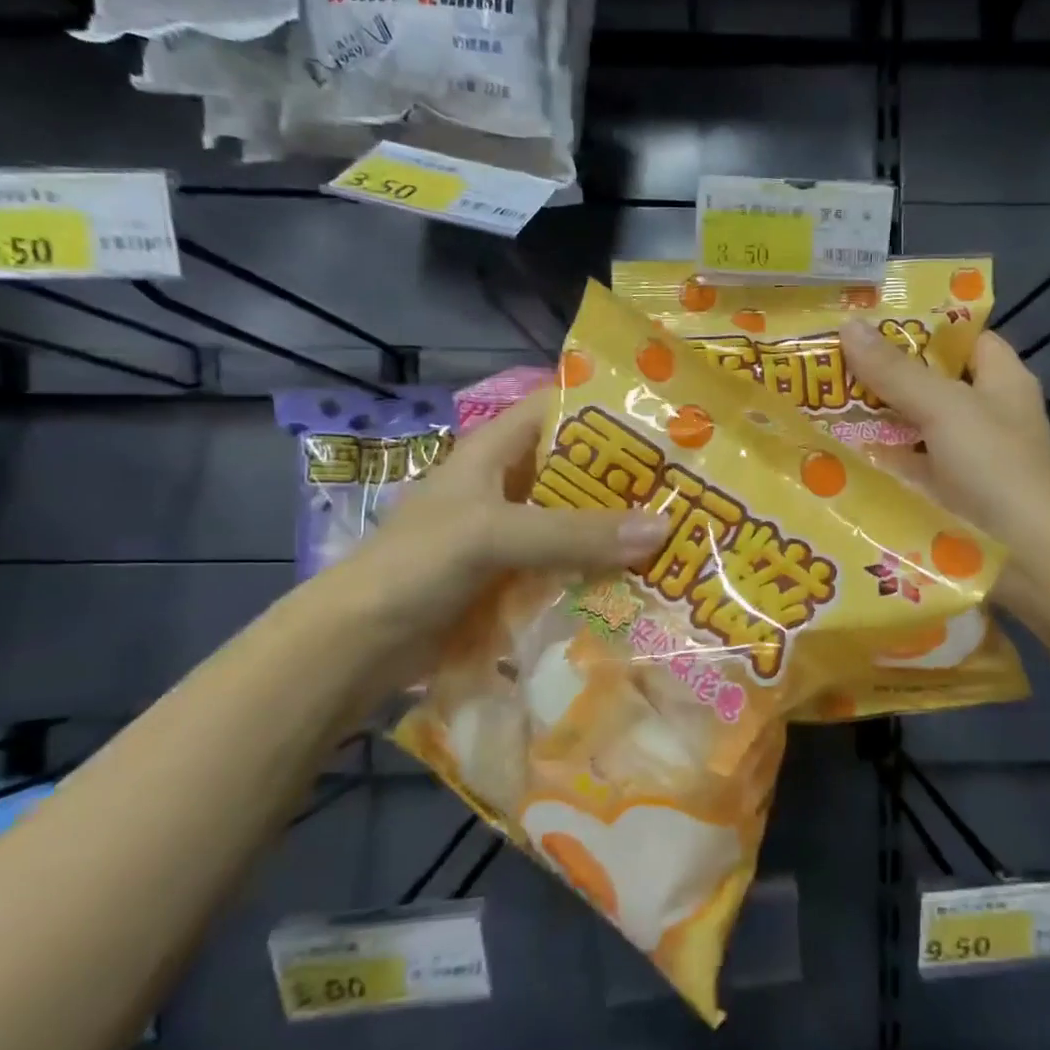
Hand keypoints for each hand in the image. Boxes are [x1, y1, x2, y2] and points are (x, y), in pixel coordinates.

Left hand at [336, 391, 669, 630]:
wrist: (359, 643)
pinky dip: (600, 569)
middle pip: (578, 468)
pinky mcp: (515, 577)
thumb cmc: (416, 565)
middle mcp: (509, 484)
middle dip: (628, 476)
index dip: (608, 406)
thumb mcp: (494, 534)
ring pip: (577, 520)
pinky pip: (568, 564)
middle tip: (690, 486)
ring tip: (680, 533)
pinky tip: (641, 580)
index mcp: (495, 450)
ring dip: (619, 528)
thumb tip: (663, 529)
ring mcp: (512, 533)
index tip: (666, 420)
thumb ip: (574, 532)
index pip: (559, 407)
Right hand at [840, 321, 1049, 622]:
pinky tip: (831, 451)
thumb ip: (896, 370)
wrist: (1024, 561)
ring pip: (911, 424)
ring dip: (872, 417)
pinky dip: (874, 458)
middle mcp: (982, 413)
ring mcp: (961, 456)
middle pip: (927, 381)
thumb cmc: (994, 470)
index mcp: (999, 380)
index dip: (918, 325)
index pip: (960, 337)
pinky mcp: (942, 492)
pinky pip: (903, 464)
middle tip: (823, 359)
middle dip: (880, 372)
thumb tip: (849, 324)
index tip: (864, 320)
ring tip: (814, 399)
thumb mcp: (945, 409)